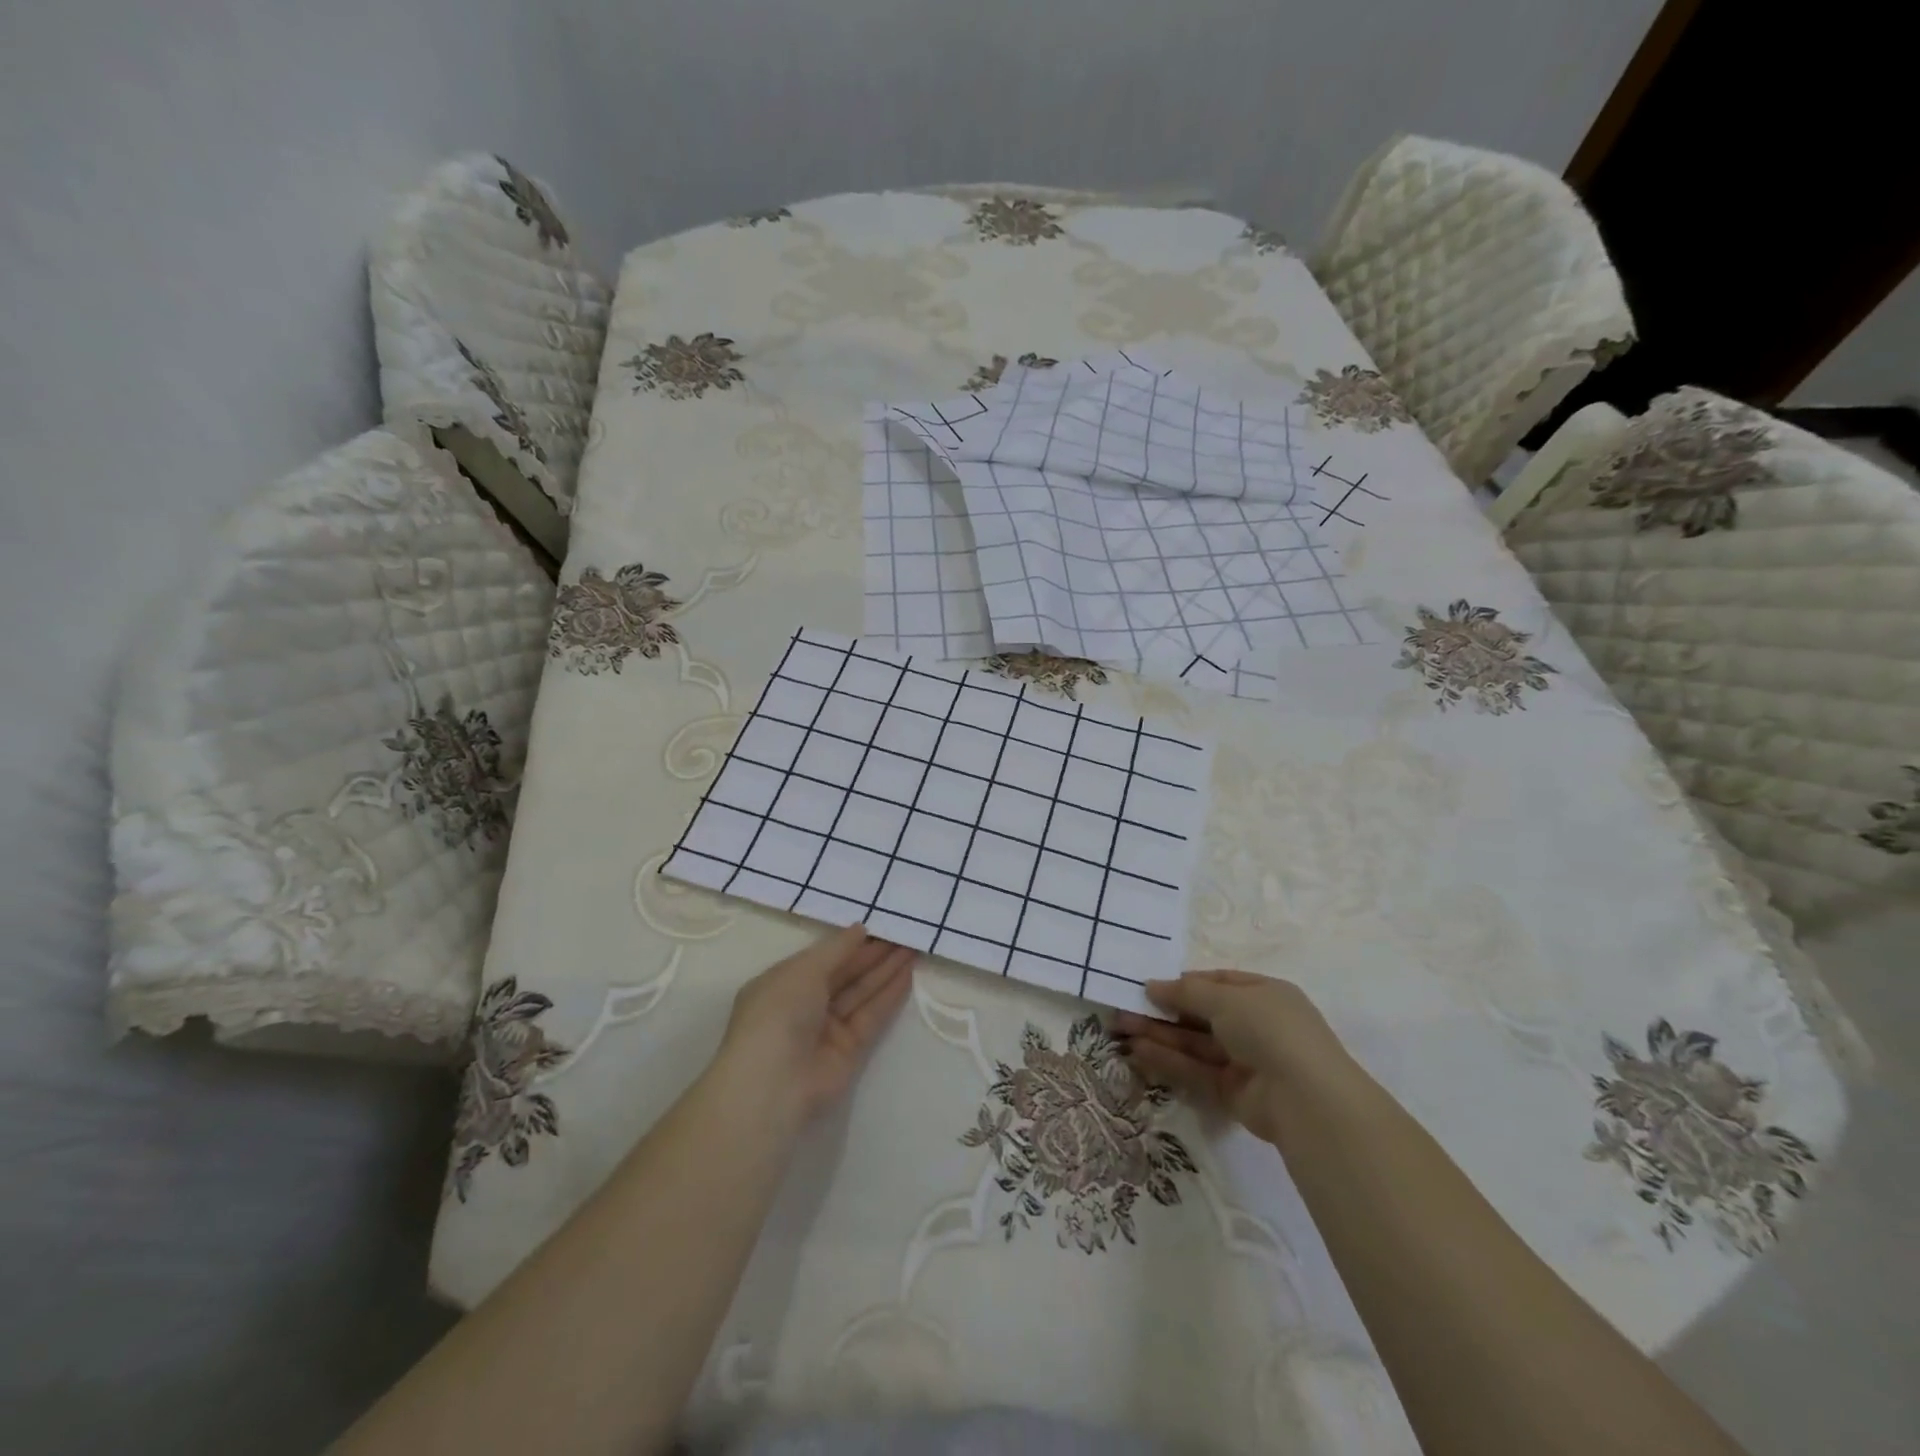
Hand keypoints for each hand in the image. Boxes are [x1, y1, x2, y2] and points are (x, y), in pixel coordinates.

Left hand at [713, 924, 916, 1130]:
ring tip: (914, 947)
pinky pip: (872, 1016)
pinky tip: (908, 974)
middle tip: (905, 933)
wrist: (774, 1084)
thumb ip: (837, 948)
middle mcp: (805, 1004)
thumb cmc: (778, 1013)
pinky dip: (889, 996)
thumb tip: (861, 929)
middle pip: (846, 974)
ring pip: (862, 993)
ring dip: (887, 970)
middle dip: (874, 954)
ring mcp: (828, 1028)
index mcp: (784, 983)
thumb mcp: (803, 970)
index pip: (823, 957)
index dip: (851, 943)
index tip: (880, 925)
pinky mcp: (850, 1050)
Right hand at [1115, 971, 1359, 1144]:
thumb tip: (1151, 985)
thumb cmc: (1269, 1029)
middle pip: (1201, 1015)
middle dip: (1163, 1011)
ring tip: (1121, 1029)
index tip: (1150, 985)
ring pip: (1195, 1044)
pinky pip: (1197, 1070)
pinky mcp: (1233, 1092)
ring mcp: (1245, 1060)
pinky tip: (1139, 1052)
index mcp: (1264, 995)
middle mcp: (1256, 1026)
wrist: (1305, 1097)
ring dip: (1160, 1036)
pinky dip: (1169, 1061)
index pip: (1218, 983)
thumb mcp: (1226, 998)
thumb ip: (1186, 992)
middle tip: (1124, 1009)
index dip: (1184, 983)